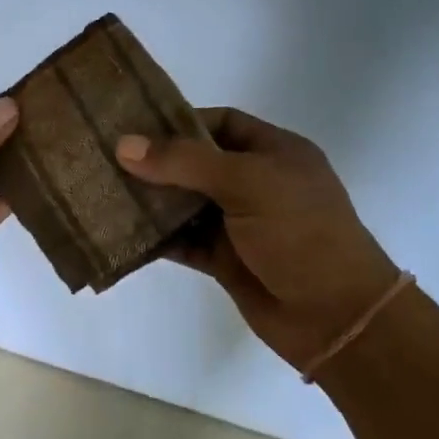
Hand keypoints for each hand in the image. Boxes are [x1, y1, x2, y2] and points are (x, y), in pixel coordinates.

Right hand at [116, 109, 401, 373]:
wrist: (335, 317)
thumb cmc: (300, 234)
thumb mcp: (247, 183)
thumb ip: (185, 162)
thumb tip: (124, 145)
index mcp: (274, 152)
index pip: (220, 123)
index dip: (179, 122)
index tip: (133, 126)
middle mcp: (255, 183)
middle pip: (196, 163)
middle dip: (155, 162)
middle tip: (105, 157)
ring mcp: (239, 224)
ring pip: (185, 203)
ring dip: (150, 200)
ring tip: (103, 190)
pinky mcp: (224, 259)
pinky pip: (182, 240)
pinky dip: (155, 237)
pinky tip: (121, 232)